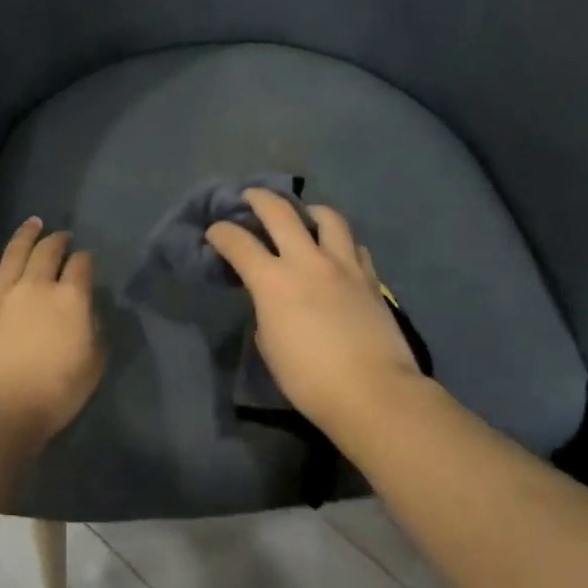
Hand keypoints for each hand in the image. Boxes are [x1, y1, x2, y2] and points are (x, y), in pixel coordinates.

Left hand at [0, 218, 104, 442]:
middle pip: (48, 252)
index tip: (86, 259)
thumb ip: (94, 331)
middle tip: (61, 235)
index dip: (85, 259)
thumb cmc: (54, 394)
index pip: (81, 266)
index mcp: (70, 299)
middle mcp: (36, 286)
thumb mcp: (92, 365)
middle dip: (57, 240)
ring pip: (14, 254)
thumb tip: (86, 311)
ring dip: (25, 235)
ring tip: (32, 223)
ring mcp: (1, 294)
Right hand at [206, 192, 423, 429]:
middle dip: (259, 198)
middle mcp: (307, 261)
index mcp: (273, 281)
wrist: (373, 391)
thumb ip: (266, 312)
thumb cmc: (309, 379)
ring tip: (304, 216)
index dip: (221, 234)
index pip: (238, 243)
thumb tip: (275, 301)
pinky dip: (339, 243)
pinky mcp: (370, 277)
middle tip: (250, 196)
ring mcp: (343, 265)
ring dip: (309, 210)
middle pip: (279, 212)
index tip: (214, 233)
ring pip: (327, 217)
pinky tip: (336, 252)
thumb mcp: (270, 346)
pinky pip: (354, 246)